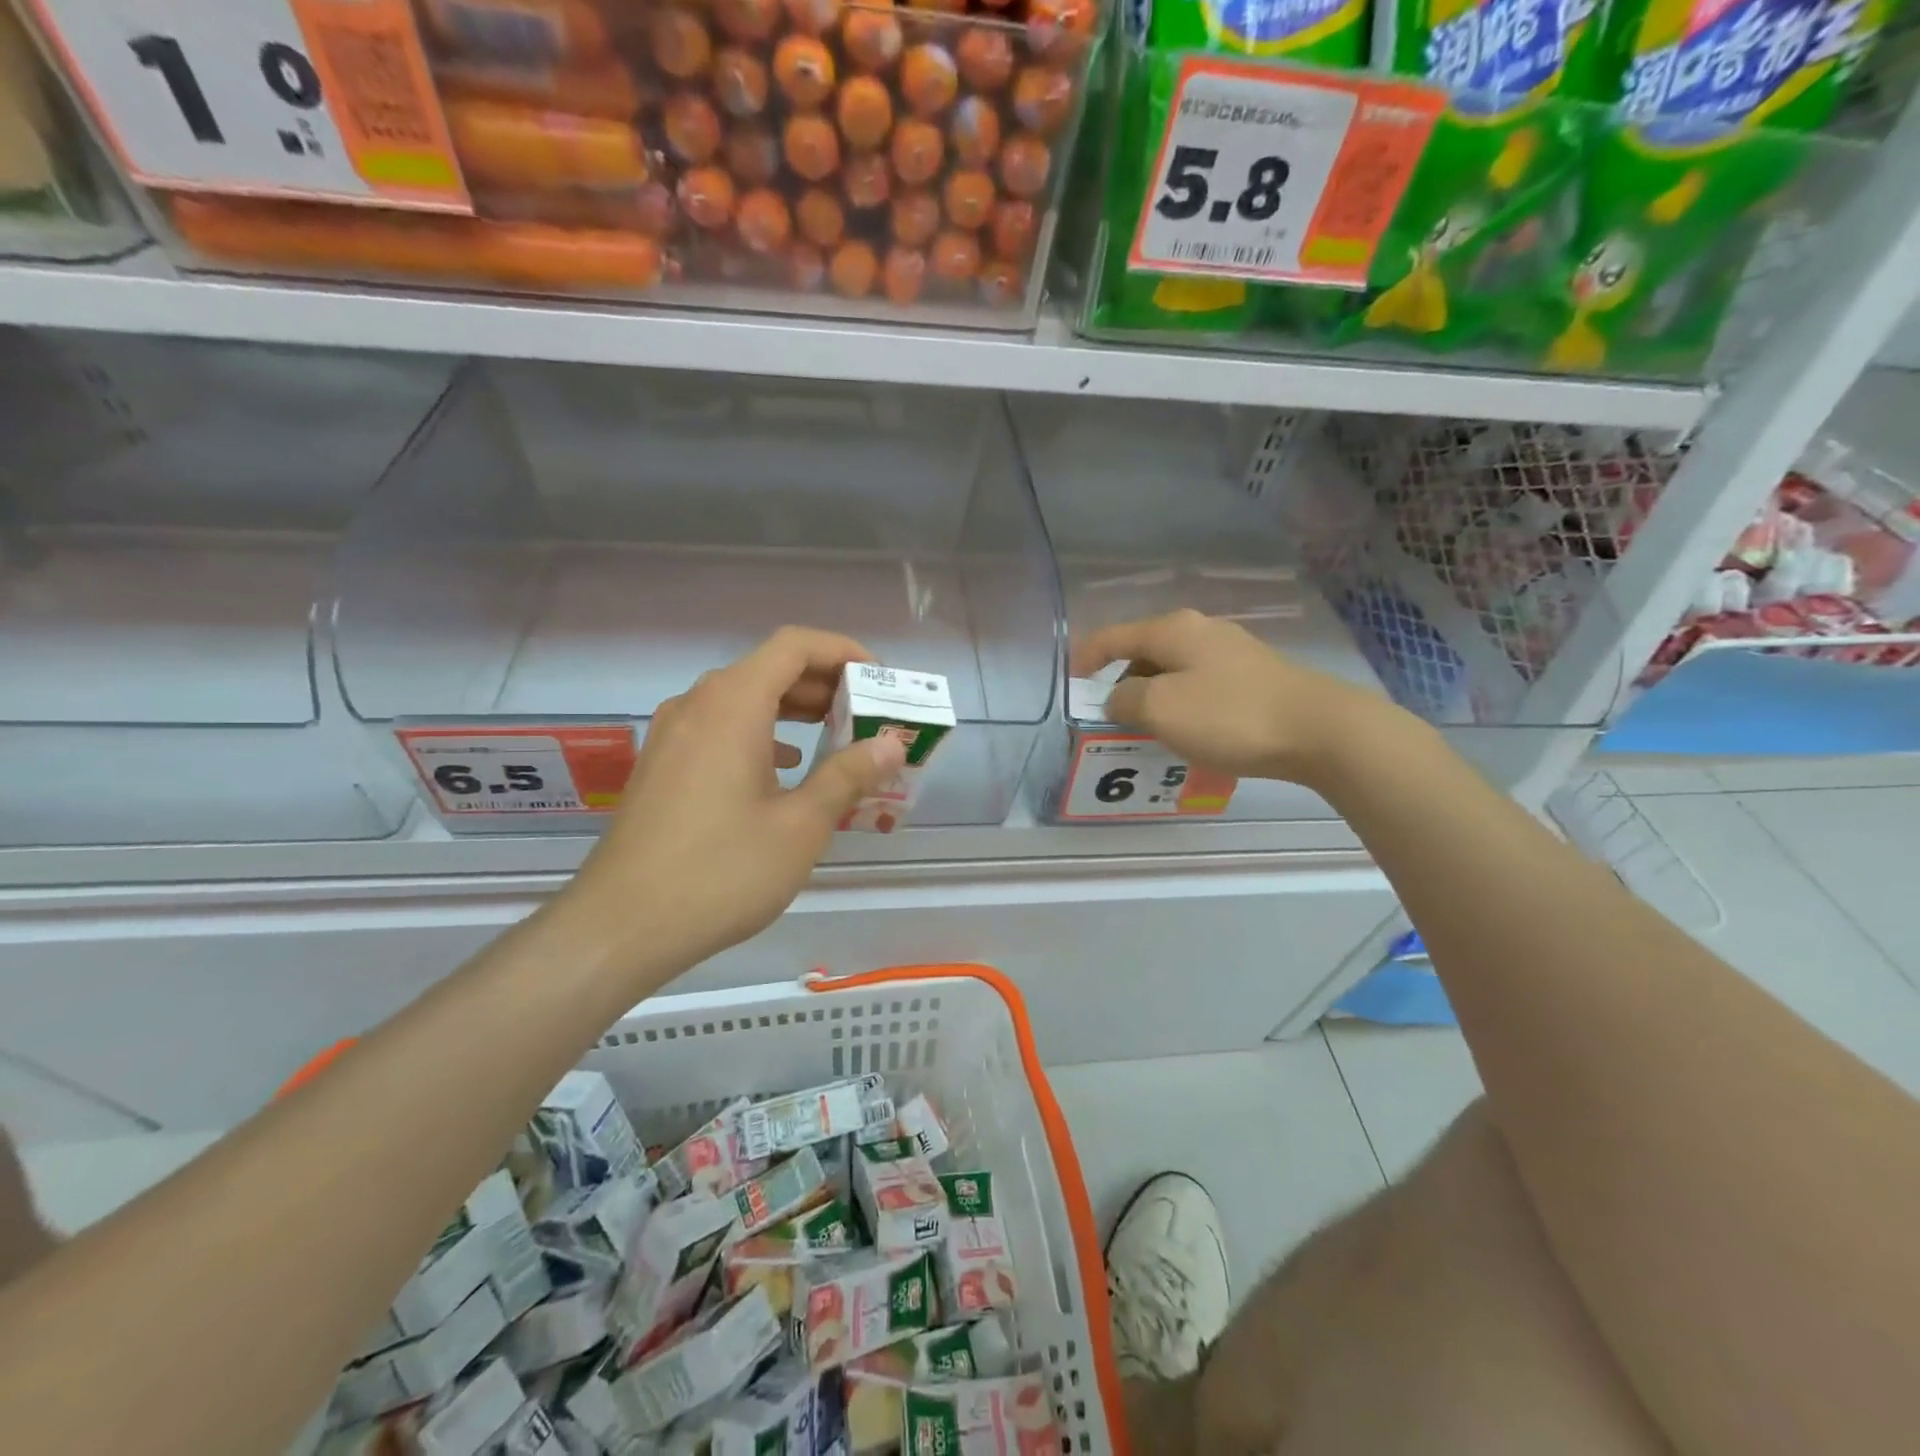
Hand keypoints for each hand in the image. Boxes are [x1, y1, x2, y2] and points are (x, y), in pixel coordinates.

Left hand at [573, 627, 906, 973]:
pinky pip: (721, 728)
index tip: (879, 679)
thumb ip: (848, 775)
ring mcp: (673, 735)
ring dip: (793, 710)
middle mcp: (697, 705)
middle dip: (824, 685)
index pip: (794, 645)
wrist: (622, 925)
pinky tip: (785, 769)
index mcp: (733, 704)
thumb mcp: (801, 825)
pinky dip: (762, 734)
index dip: (842, 651)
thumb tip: (890, 744)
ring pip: (743, 699)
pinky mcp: (662, 765)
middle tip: (868, 714)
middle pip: (769, 668)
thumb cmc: (722, 870)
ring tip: (836, 738)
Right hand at [1071, 609, 1399, 788]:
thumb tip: (1118, 697)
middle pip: (1143, 651)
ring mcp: (1231, 651)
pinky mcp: (1254, 675)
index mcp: (1172, 629)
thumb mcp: (1160, 709)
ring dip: (1152, 696)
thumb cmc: (1229, 715)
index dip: (1084, 658)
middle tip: (1109, 717)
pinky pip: (1200, 685)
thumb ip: (1124, 700)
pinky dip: (1181, 704)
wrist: (1318, 729)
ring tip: (1146, 730)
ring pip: (1173, 670)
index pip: (1111, 636)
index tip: (1071, 684)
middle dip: (1120, 681)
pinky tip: (1189, 731)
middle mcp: (1200, 630)